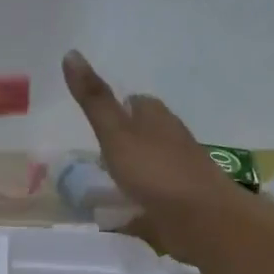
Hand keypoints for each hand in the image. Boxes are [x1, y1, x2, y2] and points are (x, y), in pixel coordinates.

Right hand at [62, 51, 239, 239]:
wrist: (202, 219)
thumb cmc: (156, 171)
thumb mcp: (116, 133)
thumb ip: (94, 100)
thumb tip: (71, 54)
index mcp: (157, 119)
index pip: (139, 103)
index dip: (121, 106)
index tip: (100, 115)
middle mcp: (172, 142)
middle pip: (148, 133)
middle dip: (127, 139)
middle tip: (97, 150)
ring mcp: (179, 174)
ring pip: (152, 166)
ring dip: (133, 171)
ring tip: (104, 182)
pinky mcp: (181, 205)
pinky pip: (155, 199)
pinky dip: (140, 202)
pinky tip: (123, 213)